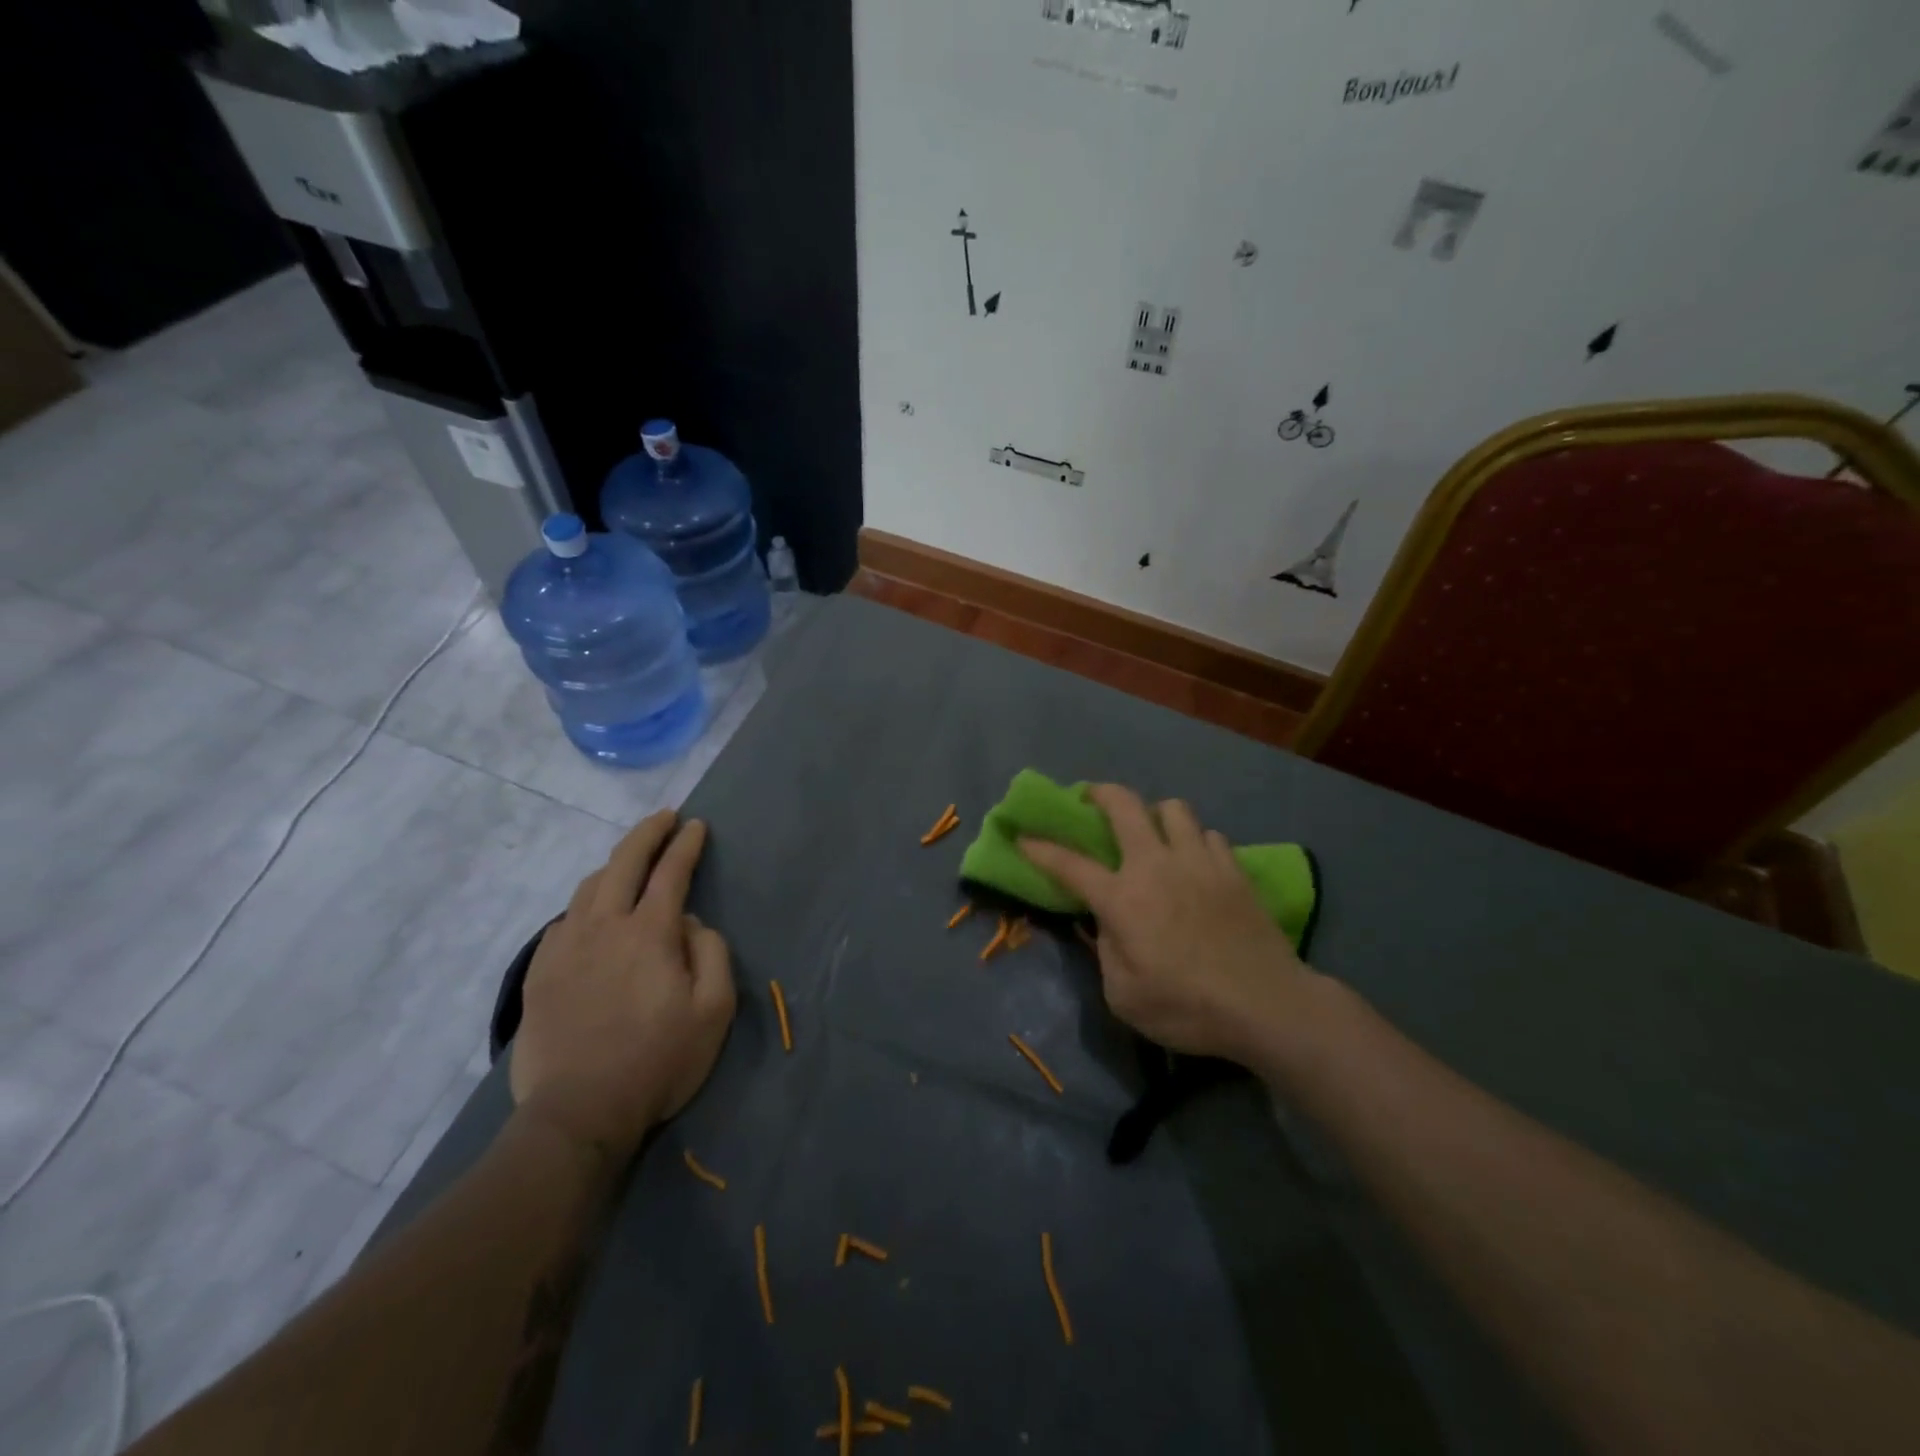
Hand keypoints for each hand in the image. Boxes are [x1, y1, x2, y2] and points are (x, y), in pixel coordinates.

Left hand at [510, 810, 735, 1162]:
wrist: (579, 1113)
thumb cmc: (659, 1060)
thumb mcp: (714, 1010)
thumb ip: (712, 953)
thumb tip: (692, 922)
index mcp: (650, 932)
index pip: (671, 871)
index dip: (685, 844)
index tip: (696, 825)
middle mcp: (604, 926)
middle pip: (623, 862)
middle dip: (647, 832)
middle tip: (664, 818)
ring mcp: (565, 947)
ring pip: (589, 887)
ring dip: (614, 865)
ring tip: (630, 864)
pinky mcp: (539, 973)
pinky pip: (564, 920)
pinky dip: (585, 903)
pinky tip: (592, 914)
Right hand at [1020, 785, 1317, 1065]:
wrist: (1267, 1005)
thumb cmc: (1187, 1008)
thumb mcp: (1124, 996)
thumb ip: (1106, 951)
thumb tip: (1105, 923)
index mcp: (1122, 898)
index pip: (1069, 864)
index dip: (1041, 848)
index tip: (1023, 836)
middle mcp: (1156, 866)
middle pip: (1125, 806)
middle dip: (1101, 793)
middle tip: (1092, 798)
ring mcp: (1199, 862)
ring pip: (1173, 809)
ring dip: (1155, 814)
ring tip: (1153, 832)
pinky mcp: (1234, 869)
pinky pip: (1209, 836)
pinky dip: (1195, 841)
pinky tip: (1195, 862)